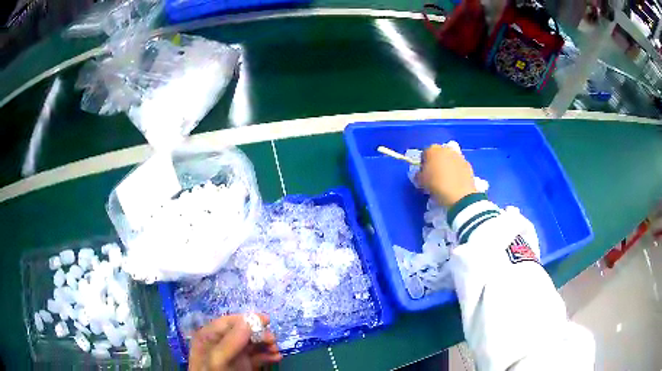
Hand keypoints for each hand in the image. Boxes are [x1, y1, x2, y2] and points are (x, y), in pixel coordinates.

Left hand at [188, 314, 281, 370]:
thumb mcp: (218, 360)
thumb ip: (230, 342)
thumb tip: (248, 321)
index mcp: (208, 337)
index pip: (227, 322)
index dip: (246, 319)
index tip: (266, 320)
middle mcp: (221, 344)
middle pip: (242, 332)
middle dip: (259, 334)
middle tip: (272, 340)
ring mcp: (233, 356)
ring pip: (252, 344)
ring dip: (266, 344)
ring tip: (276, 350)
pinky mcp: (243, 365)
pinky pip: (257, 357)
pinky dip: (268, 356)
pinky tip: (276, 358)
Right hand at [416, 144, 477, 207]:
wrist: (459, 195)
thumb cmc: (436, 185)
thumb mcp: (421, 182)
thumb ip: (418, 175)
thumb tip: (420, 174)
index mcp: (432, 150)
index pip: (424, 154)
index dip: (423, 165)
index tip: (423, 175)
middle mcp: (446, 149)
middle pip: (438, 155)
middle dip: (436, 163)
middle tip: (434, 177)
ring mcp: (458, 156)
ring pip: (449, 160)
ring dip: (447, 167)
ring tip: (446, 180)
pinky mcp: (468, 164)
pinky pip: (458, 166)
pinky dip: (456, 171)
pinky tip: (455, 183)